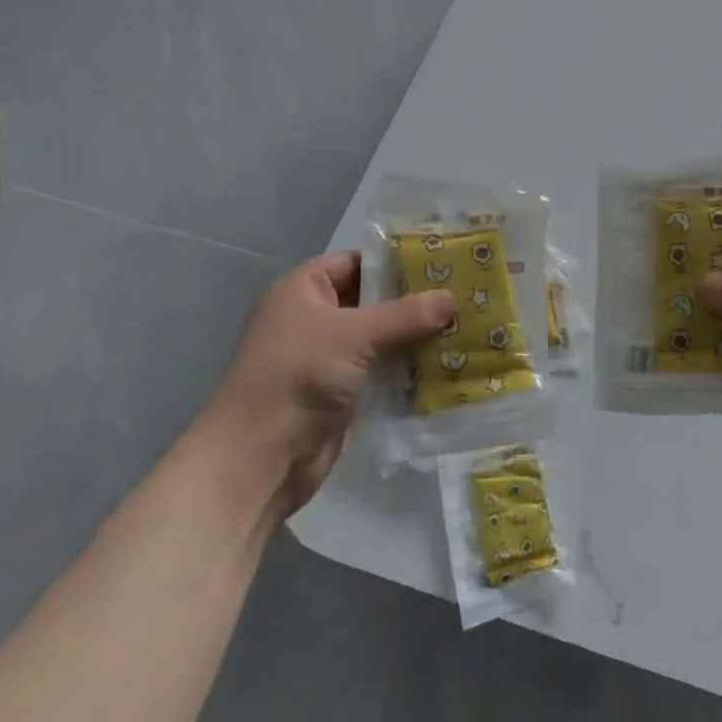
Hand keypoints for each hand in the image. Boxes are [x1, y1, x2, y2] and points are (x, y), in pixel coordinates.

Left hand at [197, 250, 452, 518]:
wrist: (258, 461)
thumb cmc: (298, 376)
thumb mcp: (356, 335)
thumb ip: (406, 315)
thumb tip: (452, 298)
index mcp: (303, 289)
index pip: (357, 261)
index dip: (396, 260)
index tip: (441, 261)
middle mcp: (312, 318)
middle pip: (372, 300)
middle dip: (413, 301)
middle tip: (461, 294)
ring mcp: (324, 358)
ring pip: (379, 337)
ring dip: (413, 337)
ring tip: (462, 326)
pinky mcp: (337, 393)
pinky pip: (378, 370)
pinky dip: (405, 368)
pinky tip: (444, 364)